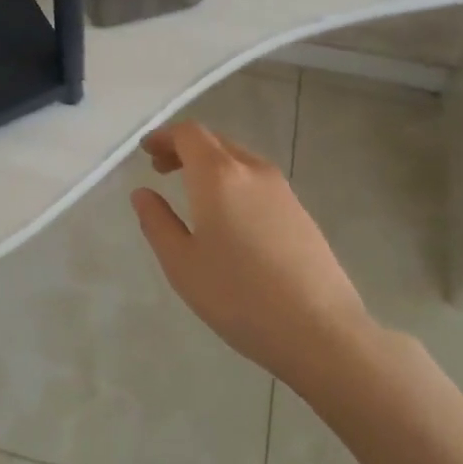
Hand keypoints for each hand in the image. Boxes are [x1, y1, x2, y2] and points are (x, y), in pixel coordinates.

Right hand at [131, 121, 373, 391]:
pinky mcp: (300, 210)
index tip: (146, 152)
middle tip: (162, 170)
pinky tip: (228, 216)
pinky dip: (233, 181)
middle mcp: (252, 170)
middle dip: (185, 148)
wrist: (320, 330)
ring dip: (210, 164)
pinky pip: (257, 180)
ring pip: (238, 159)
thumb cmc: (239, 296)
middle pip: (215, 142)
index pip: (189, 134)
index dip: (164, 137)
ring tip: (192, 193)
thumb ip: (157, 222)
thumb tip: (142, 193)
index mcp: (219, 175)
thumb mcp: (182, 264)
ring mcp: (281, 189)